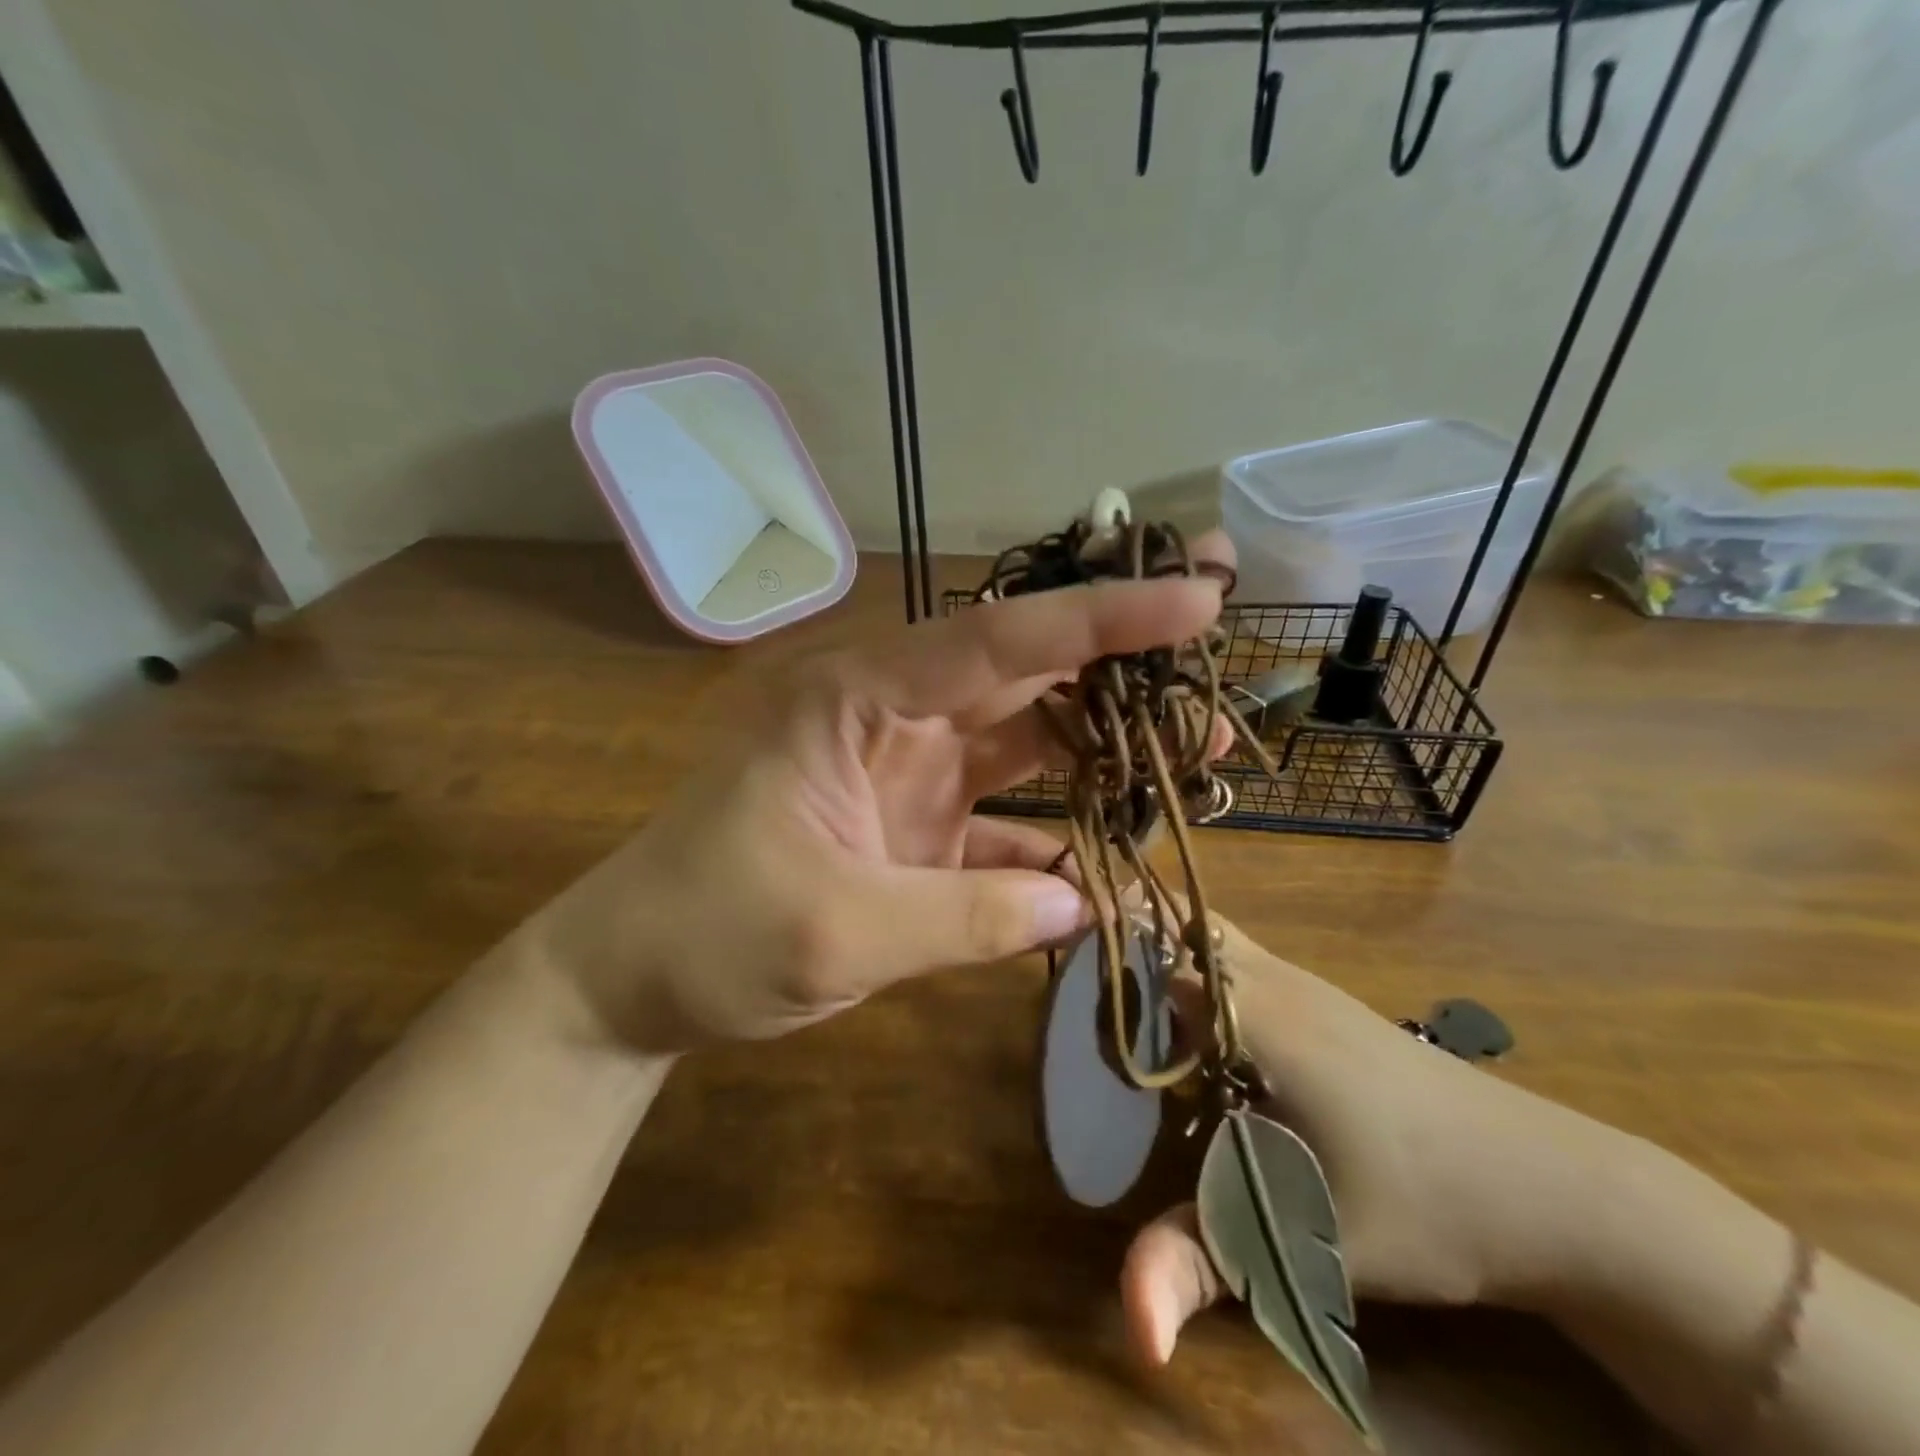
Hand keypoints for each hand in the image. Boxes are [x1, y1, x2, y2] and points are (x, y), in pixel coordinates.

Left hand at [517, 537, 1235, 1054]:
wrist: (632, 978)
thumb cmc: (706, 932)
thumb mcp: (837, 930)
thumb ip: (966, 915)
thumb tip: (1083, 903)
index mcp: (857, 699)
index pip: (997, 640)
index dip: (1100, 618)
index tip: (1195, 596)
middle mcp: (891, 716)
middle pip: (1023, 672)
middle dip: (1121, 659)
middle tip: (1216, 641)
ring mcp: (907, 770)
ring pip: (1025, 739)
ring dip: (1104, 746)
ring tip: (1198, 750)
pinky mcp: (915, 824)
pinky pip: (1004, 817)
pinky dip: (1056, 836)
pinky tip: (1114, 860)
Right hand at [1121, 912, 1631, 1365]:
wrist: (1559, 1189)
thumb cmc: (1428, 1206)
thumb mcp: (1307, 1244)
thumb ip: (1203, 1267)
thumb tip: (1130, 1330)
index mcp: (1256, 1012)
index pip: (1152, 954)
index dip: (1098, 964)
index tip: (1056, 999)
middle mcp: (1272, 978)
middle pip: (1175, 924)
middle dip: (1123, 946)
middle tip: (1078, 1001)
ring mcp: (1302, 983)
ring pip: (1207, 935)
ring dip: (1159, 955)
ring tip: (1115, 1011)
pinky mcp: (1321, 1001)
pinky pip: (1235, 958)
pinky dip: (1194, 969)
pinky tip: (1189, 1033)